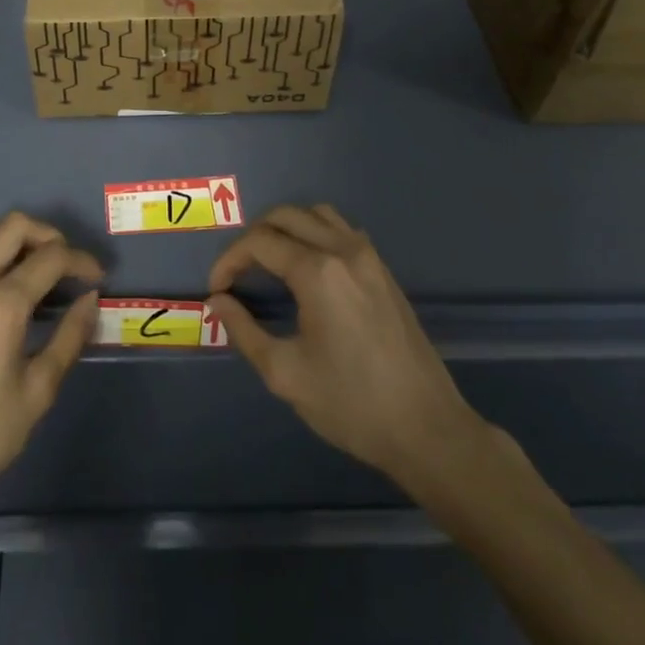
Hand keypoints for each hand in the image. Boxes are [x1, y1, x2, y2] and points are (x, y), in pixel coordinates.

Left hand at [0, 214, 101, 523]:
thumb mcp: (37, 393)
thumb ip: (69, 338)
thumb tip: (90, 300)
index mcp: (1, 308)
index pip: (51, 258)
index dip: (82, 261)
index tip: (96, 278)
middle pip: (15, 226)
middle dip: (49, 236)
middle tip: (66, 265)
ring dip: (11, 235)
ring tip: (29, 264)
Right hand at [208, 204, 486, 488]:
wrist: (427, 429)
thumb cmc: (352, 405)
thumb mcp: (286, 374)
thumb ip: (244, 331)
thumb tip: (218, 301)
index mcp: (318, 272)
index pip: (259, 242)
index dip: (229, 260)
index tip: (217, 289)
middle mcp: (344, 250)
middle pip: (285, 216)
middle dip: (253, 238)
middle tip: (238, 272)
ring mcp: (369, 257)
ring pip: (316, 214)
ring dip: (285, 228)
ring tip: (268, 262)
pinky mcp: (383, 270)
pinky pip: (341, 230)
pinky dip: (314, 233)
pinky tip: (307, 268)